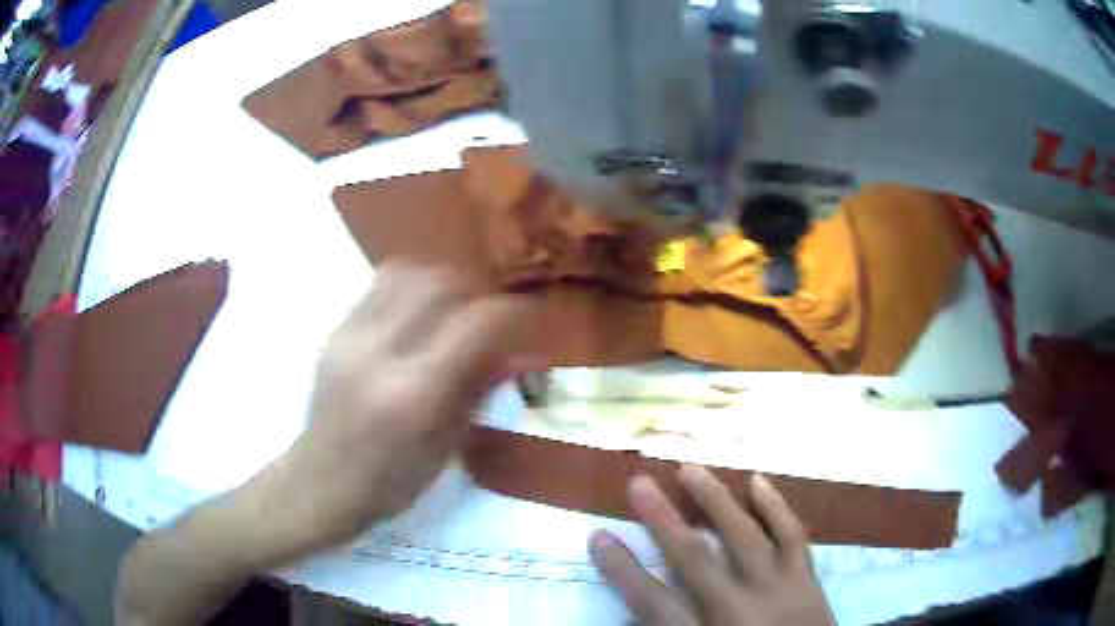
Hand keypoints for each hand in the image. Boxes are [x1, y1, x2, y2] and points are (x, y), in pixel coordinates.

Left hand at [274, 262, 533, 548]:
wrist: (322, 482)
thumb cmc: (392, 481)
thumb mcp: (447, 445)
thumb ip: (482, 389)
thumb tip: (524, 353)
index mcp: (416, 393)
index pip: (475, 324)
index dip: (512, 311)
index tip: (529, 316)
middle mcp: (381, 352)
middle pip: (439, 283)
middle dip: (473, 291)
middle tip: (484, 316)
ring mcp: (350, 336)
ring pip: (405, 272)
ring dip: (438, 282)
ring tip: (449, 309)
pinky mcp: (334, 332)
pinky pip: (378, 287)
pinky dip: (407, 291)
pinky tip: (413, 318)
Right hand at [589, 467, 833, 625]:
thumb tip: (639, 615)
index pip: (651, 602)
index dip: (621, 569)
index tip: (598, 536)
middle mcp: (738, 609)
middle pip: (693, 559)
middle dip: (662, 520)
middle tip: (638, 482)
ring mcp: (779, 590)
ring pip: (743, 536)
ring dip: (715, 500)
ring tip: (691, 469)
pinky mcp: (808, 580)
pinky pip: (793, 535)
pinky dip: (775, 506)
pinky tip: (758, 482)